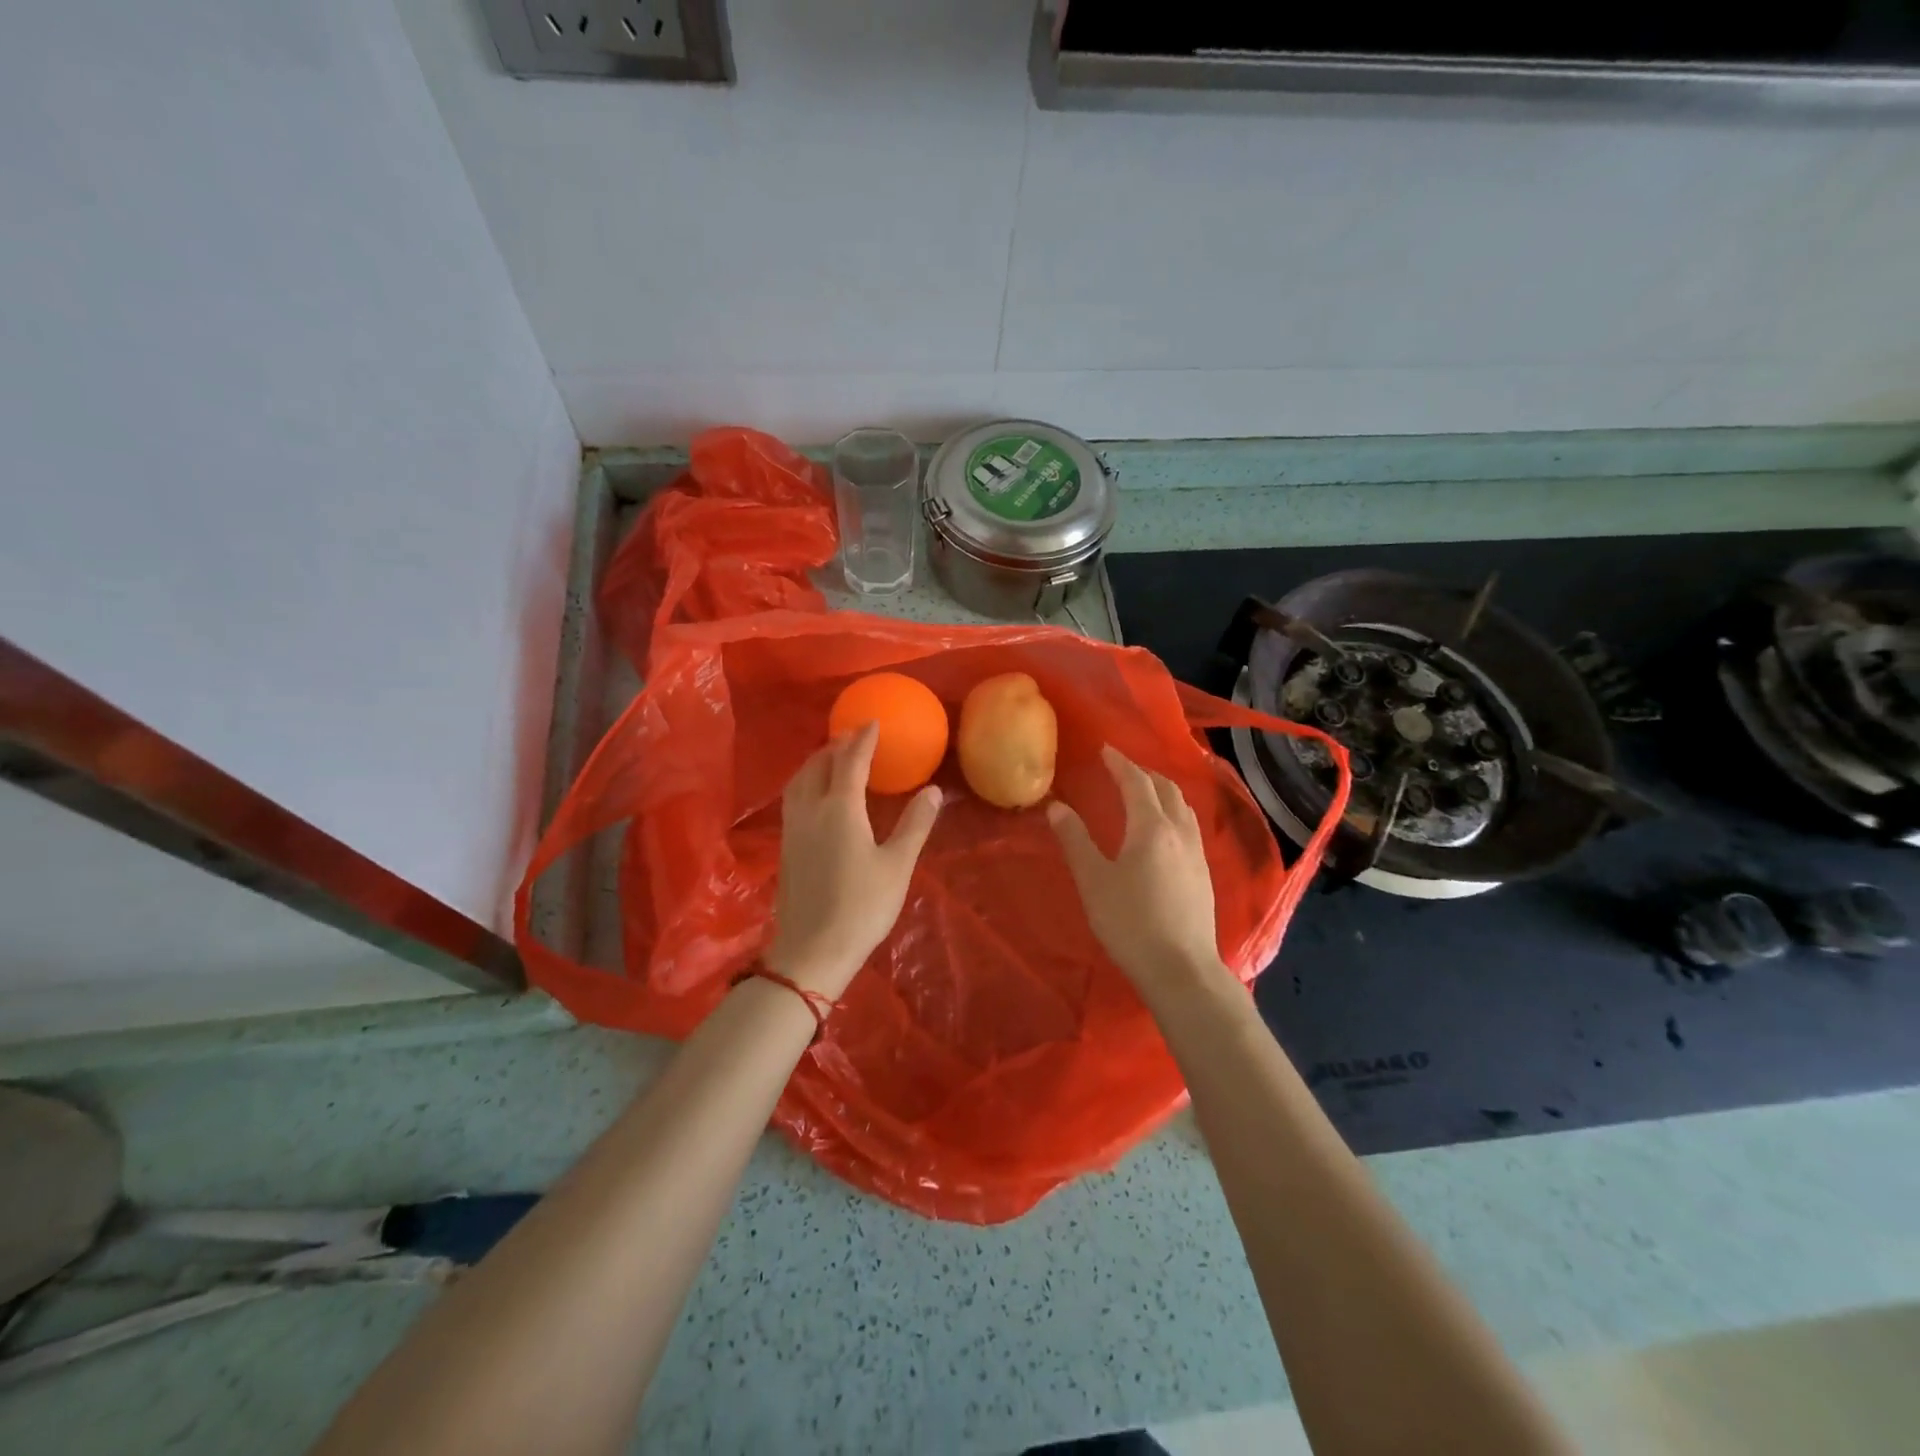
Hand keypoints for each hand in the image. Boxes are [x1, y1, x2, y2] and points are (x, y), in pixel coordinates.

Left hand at [765, 721, 942, 997]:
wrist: (811, 951)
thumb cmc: (861, 907)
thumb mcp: (897, 866)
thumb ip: (914, 825)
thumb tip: (932, 791)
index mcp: (840, 809)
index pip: (850, 761)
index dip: (863, 739)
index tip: (873, 722)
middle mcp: (811, 810)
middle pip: (819, 765)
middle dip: (836, 745)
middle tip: (854, 736)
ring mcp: (793, 828)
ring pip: (800, 780)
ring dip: (817, 761)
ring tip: (833, 757)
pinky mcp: (786, 847)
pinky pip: (794, 798)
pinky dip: (807, 782)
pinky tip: (817, 795)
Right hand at [1047, 745, 1231, 999]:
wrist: (1181, 968)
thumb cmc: (1130, 923)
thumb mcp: (1094, 881)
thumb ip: (1075, 841)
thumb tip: (1057, 807)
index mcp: (1151, 828)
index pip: (1136, 783)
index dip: (1120, 764)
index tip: (1105, 749)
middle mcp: (1179, 831)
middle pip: (1165, 788)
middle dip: (1143, 772)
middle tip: (1121, 767)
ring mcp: (1197, 852)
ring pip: (1183, 805)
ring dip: (1162, 789)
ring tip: (1144, 790)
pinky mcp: (1204, 872)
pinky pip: (1189, 824)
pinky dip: (1173, 810)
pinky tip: (1164, 827)